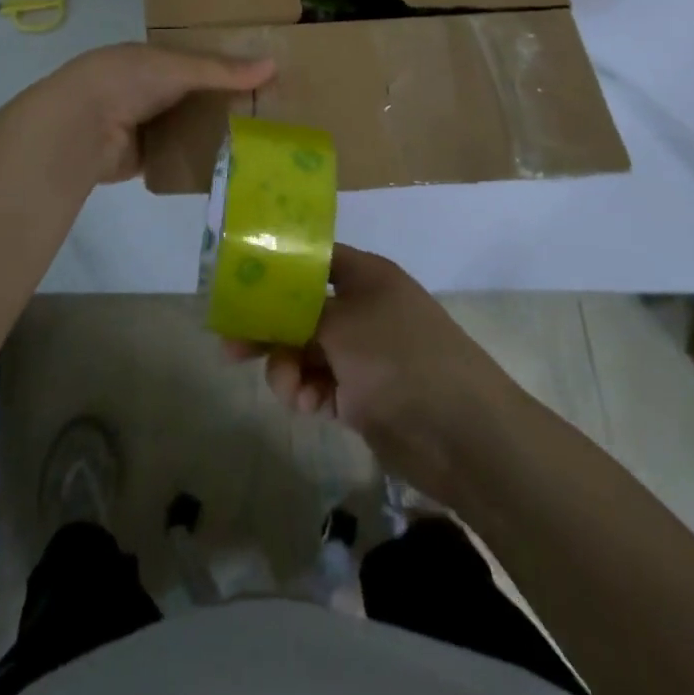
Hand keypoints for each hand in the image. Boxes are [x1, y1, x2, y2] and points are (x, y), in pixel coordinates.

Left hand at [36, 44, 274, 184]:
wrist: (80, 126)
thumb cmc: (127, 80)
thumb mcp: (178, 66)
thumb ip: (222, 70)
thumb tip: (274, 65)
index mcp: (152, 59)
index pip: (197, 61)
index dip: (227, 67)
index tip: (264, 76)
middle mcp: (148, 90)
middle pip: (196, 97)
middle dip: (226, 103)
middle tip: (272, 112)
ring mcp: (145, 125)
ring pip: (189, 128)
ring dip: (215, 133)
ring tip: (261, 140)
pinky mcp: (144, 157)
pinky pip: (179, 157)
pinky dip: (199, 159)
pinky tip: (232, 164)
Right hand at [229, 244, 514, 496]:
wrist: (463, 435)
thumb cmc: (400, 358)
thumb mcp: (340, 324)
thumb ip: (294, 313)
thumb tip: (262, 306)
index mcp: (364, 276)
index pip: (311, 259)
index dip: (275, 269)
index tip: (238, 284)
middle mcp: (362, 308)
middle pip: (300, 308)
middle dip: (268, 328)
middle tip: (230, 346)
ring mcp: (362, 353)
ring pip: (304, 350)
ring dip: (287, 367)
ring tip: (289, 389)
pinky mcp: (361, 394)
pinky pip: (319, 384)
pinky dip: (306, 392)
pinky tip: (305, 405)